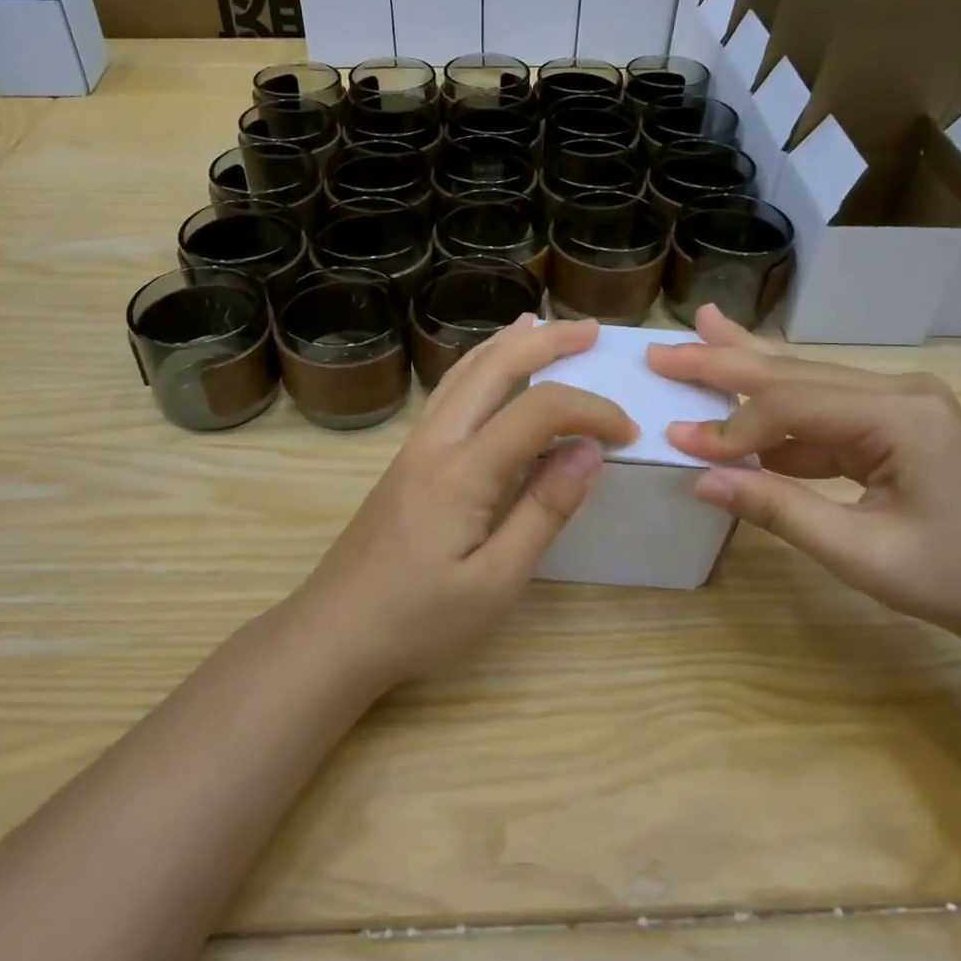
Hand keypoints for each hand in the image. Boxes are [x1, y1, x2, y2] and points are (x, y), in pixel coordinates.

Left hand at [294, 316, 636, 688]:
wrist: (333, 633)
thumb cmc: (417, 621)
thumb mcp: (495, 582)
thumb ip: (543, 511)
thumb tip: (588, 452)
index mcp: (462, 473)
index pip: (538, 413)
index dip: (590, 411)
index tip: (628, 433)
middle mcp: (435, 444)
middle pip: (492, 368)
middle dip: (546, 342)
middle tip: (591, 330)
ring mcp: (414, 448)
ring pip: (462, 373)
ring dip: (507, 345)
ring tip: (541, 327)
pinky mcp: (405, 462)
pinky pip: (448, 394)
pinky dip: (479, 368)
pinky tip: (489, 374)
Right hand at [648, 306, 960, 656]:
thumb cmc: (954, 579)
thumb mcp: (859, 552)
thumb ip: (777, 509)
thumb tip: (700, 479)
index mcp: (901, 414)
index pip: (792, 405)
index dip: (732, 427)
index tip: (680, 443)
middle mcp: (899, 392)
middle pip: (793, 373)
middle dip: (724, 361)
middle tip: (663, 348)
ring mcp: (899, 404)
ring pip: (805, 382)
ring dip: (746, 370)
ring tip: (700, 337)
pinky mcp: (894, 425)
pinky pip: (822, 413)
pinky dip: (776, 414)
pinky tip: (741, 401)